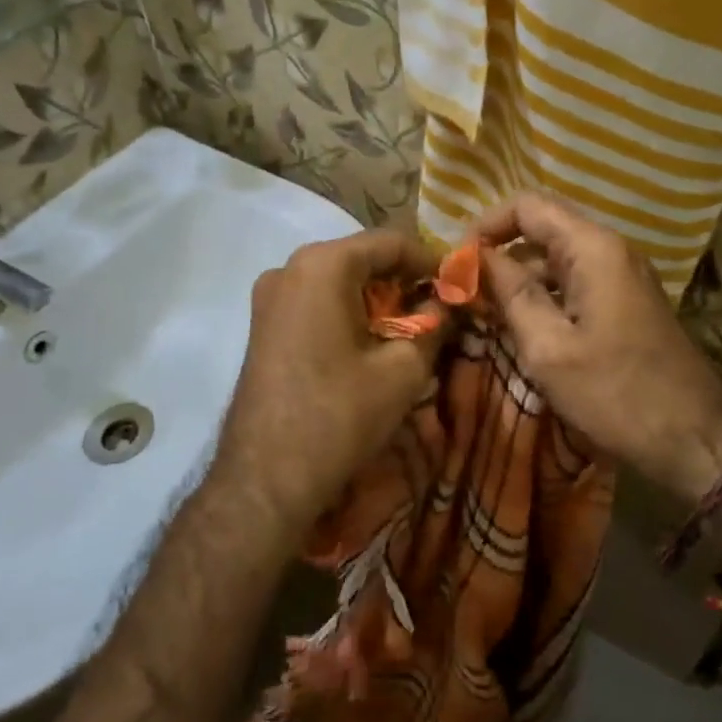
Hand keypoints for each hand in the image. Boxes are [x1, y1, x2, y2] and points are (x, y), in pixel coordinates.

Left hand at [213, 230, 444, 536]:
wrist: (266, 479)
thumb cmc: (340, 415)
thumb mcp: (403, 369)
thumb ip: (433, 324)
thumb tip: (447, 303)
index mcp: (323, 265)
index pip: (391, 242)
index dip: (432, 262)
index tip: (459, 288)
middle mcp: (289, 268)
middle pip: (362, 259)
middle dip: (404, 283)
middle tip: (439, 313)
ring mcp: (269, 297)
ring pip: (338, 283)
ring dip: (377, 301)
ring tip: (409, 333)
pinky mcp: (262, 326)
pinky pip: (316, 303)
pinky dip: (348, 314)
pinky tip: (370, 347)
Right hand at [476, 195, 721, 505]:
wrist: (695, 439)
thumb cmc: (616, 394)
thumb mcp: (549, 348)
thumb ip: (510, 294)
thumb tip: (475, 258)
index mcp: (592, 249)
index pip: (527, 206)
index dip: (485, 226)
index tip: (455, 263)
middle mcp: (610, 250)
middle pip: (542, 230)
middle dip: (498, 255)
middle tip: (462, 294)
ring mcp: (621, 277)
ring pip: (555, 261)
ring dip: (518, 281)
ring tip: (483, 315)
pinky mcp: (625, 304)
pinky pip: (574, 285)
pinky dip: (543, 298)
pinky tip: (521, 331)